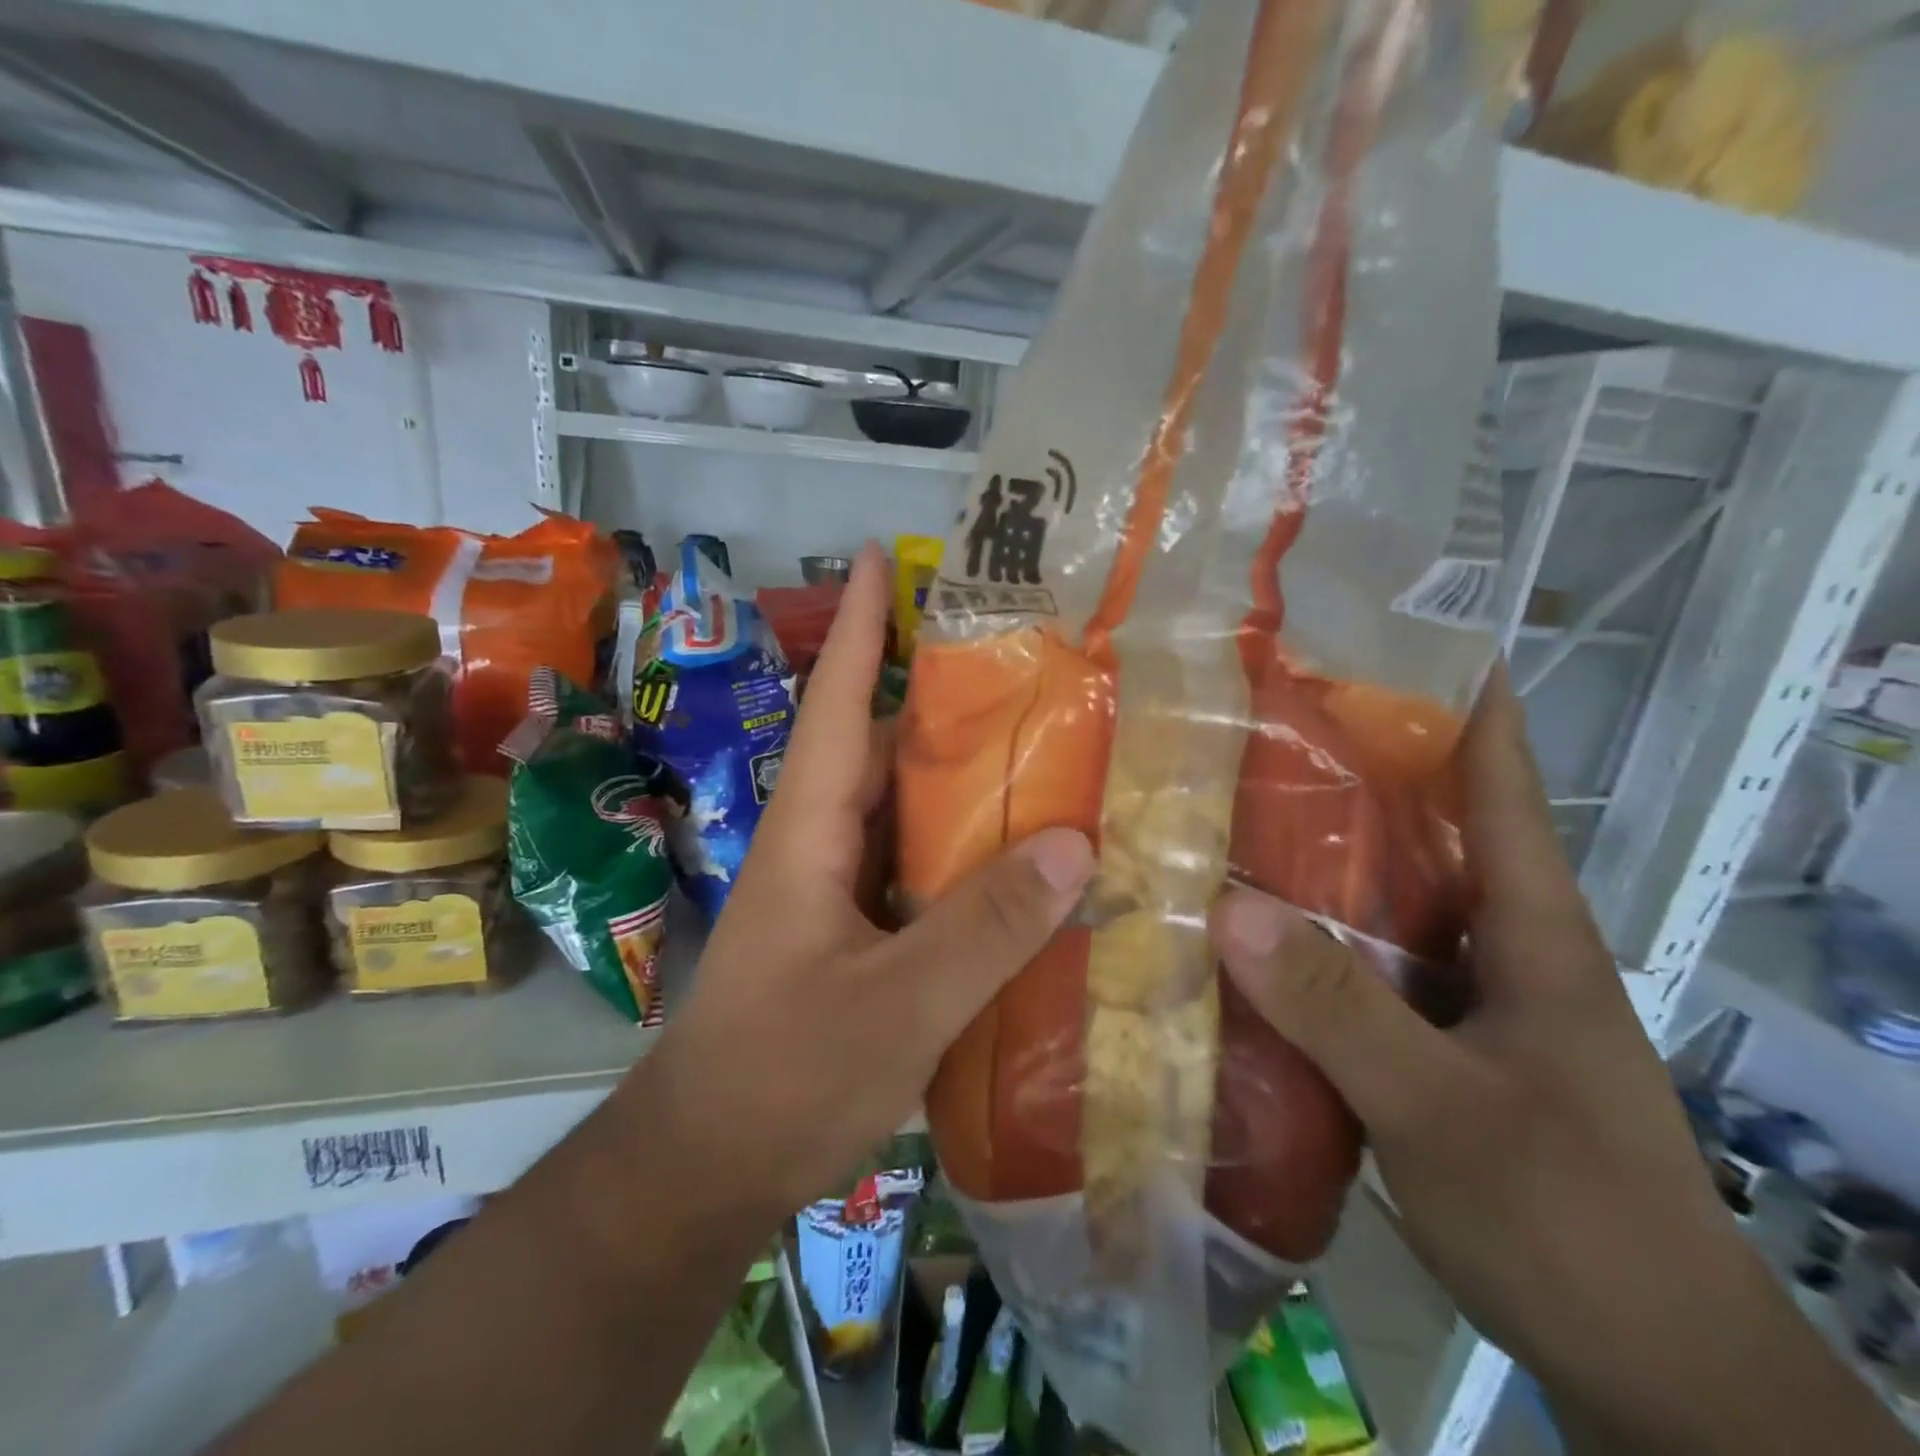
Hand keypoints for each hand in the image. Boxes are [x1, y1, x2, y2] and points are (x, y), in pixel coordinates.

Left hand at [639, 543, 1093, 1220]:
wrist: (704, 1169)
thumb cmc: (784, 1076)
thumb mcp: (898, 1003)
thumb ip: (985, 927)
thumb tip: (1075, 843)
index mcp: (811, 831)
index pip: (840, 704)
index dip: (863, 628)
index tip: (882, 558)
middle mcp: (821, 845)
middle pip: (883, 749)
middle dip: (942, 699)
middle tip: (1023, 662)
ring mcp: (834, 893)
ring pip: (905, 813)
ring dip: (961, 781)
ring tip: (1044, 748)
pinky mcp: (852, 936)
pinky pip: (916, 872)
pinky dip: (964, 855)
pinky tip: (1021, 862)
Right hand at [1210, 670, 1907, 1454]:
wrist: (1650, 1371)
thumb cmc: (1572, 1221)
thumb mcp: (1446, 1112)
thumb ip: (1341, 1011)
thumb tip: (1228, 911)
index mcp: (1532, 932)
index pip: (1503, 787)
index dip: (1466, 706)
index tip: (1396, 645)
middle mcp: (1498, 948)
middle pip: (1425, 835)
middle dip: (1352, 776)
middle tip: (1256, 730)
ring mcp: (1466, 1000)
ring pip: (1385, 904)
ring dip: (1318, 863)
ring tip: (1226, 820)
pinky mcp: (1434, 1046)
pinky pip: (1363, 969)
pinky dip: (1310, 942)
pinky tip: (1246, 939)